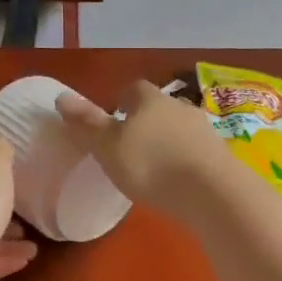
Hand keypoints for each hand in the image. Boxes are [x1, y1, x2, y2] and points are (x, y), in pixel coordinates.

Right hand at [57, 81, 232, 216]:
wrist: (211, 192)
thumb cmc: (150, 165)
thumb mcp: (109, 147)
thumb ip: (87, 124)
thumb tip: (61, 96)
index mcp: (149, 100)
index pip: (133, 89)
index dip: (121, 100)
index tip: (114, 115)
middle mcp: (179, 106)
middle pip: (159, 106)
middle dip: (147, 120)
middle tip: (132, 142)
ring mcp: (204, 129)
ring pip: (180, 127)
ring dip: (168, 139)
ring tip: (155, 163)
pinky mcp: (220, 154)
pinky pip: (196, 150)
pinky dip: (186, 158)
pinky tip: (179, 178)